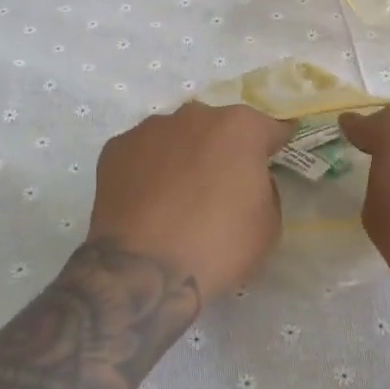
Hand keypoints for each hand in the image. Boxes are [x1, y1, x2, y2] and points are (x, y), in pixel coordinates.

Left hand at [87, 102, 292, 300]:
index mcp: (240, 128)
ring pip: (178, 136)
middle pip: (218, 128)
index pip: (269, 128)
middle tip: (220, 187)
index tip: (272, 158)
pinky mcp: (116, 148)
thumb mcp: (269, 225)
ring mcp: (151, 129)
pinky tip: (147, 201)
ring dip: (184, 156)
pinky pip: (143, 153)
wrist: (144, 272)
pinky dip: (148, 169)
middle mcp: (196, 116)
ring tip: (177, 196)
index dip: (273, 145)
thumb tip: (249, 180)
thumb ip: (265, 189)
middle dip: (223, 150)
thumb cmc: (218, 246)